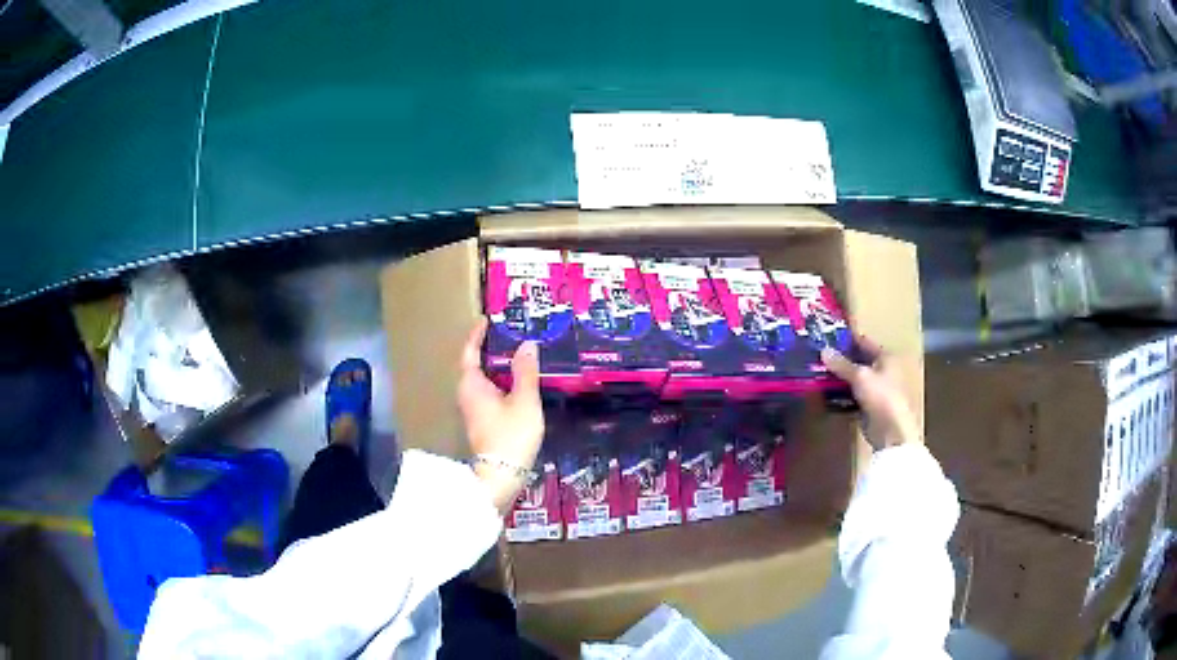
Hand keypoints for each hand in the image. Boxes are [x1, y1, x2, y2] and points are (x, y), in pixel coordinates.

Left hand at [457, 319, 544, 511]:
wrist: (501, 475)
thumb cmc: (510, 435)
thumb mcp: (524, 400)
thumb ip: (526, 371)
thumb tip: (527, 344)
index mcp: (471, 384)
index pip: (470, 352)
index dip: (477, 335)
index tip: (486, 320)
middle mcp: (467, 394)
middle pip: (475, 365)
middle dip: (490, 349)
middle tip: (509, 334)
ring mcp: (473, 409)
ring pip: (483, 380)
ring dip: (497, 367)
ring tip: (517, 354)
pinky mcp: (482, 421)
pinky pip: (489, 392)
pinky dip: (500, 382)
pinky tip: (518, 383)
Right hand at [821, 336, 919, 450]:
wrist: (891, 432)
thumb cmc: (881, 396)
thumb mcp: (860, 376)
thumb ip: (841, 364)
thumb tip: (823, 351)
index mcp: (885, 357)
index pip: (863, 341)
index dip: (846, 339)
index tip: (826, 337)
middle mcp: (883, 370)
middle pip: (858, 361)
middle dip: (840, 360)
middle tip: (818, 357)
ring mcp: (876, 389)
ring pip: (854, 379)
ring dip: (839, 378)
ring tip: (818, 373)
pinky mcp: (869, 406)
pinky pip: (852, 396)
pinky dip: (841, 395)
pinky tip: (826, 394)